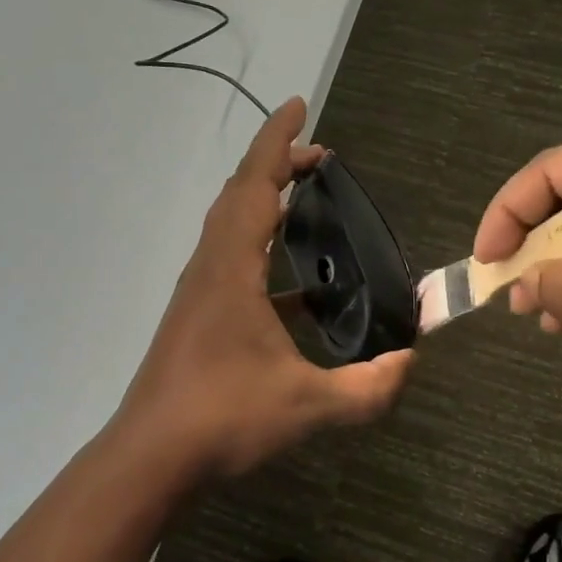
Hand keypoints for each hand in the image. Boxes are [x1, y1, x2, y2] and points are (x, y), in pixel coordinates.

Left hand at [114, 97, 413, 482]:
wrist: (152, 456)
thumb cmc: (223, 418)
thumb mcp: (307, 406)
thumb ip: (367, 388)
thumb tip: (409, 364)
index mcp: (232, 269)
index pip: (255, 185)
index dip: (278, 142)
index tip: (300, 106)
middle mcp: (210, 268)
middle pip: (239, 194)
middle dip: (277, 164)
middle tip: (320, 158)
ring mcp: (199, 291)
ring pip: (229, 224)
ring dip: (264, 200)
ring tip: (307, 201)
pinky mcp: (197, 314)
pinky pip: (230, 257)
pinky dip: (260, 244)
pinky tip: (296, 284)